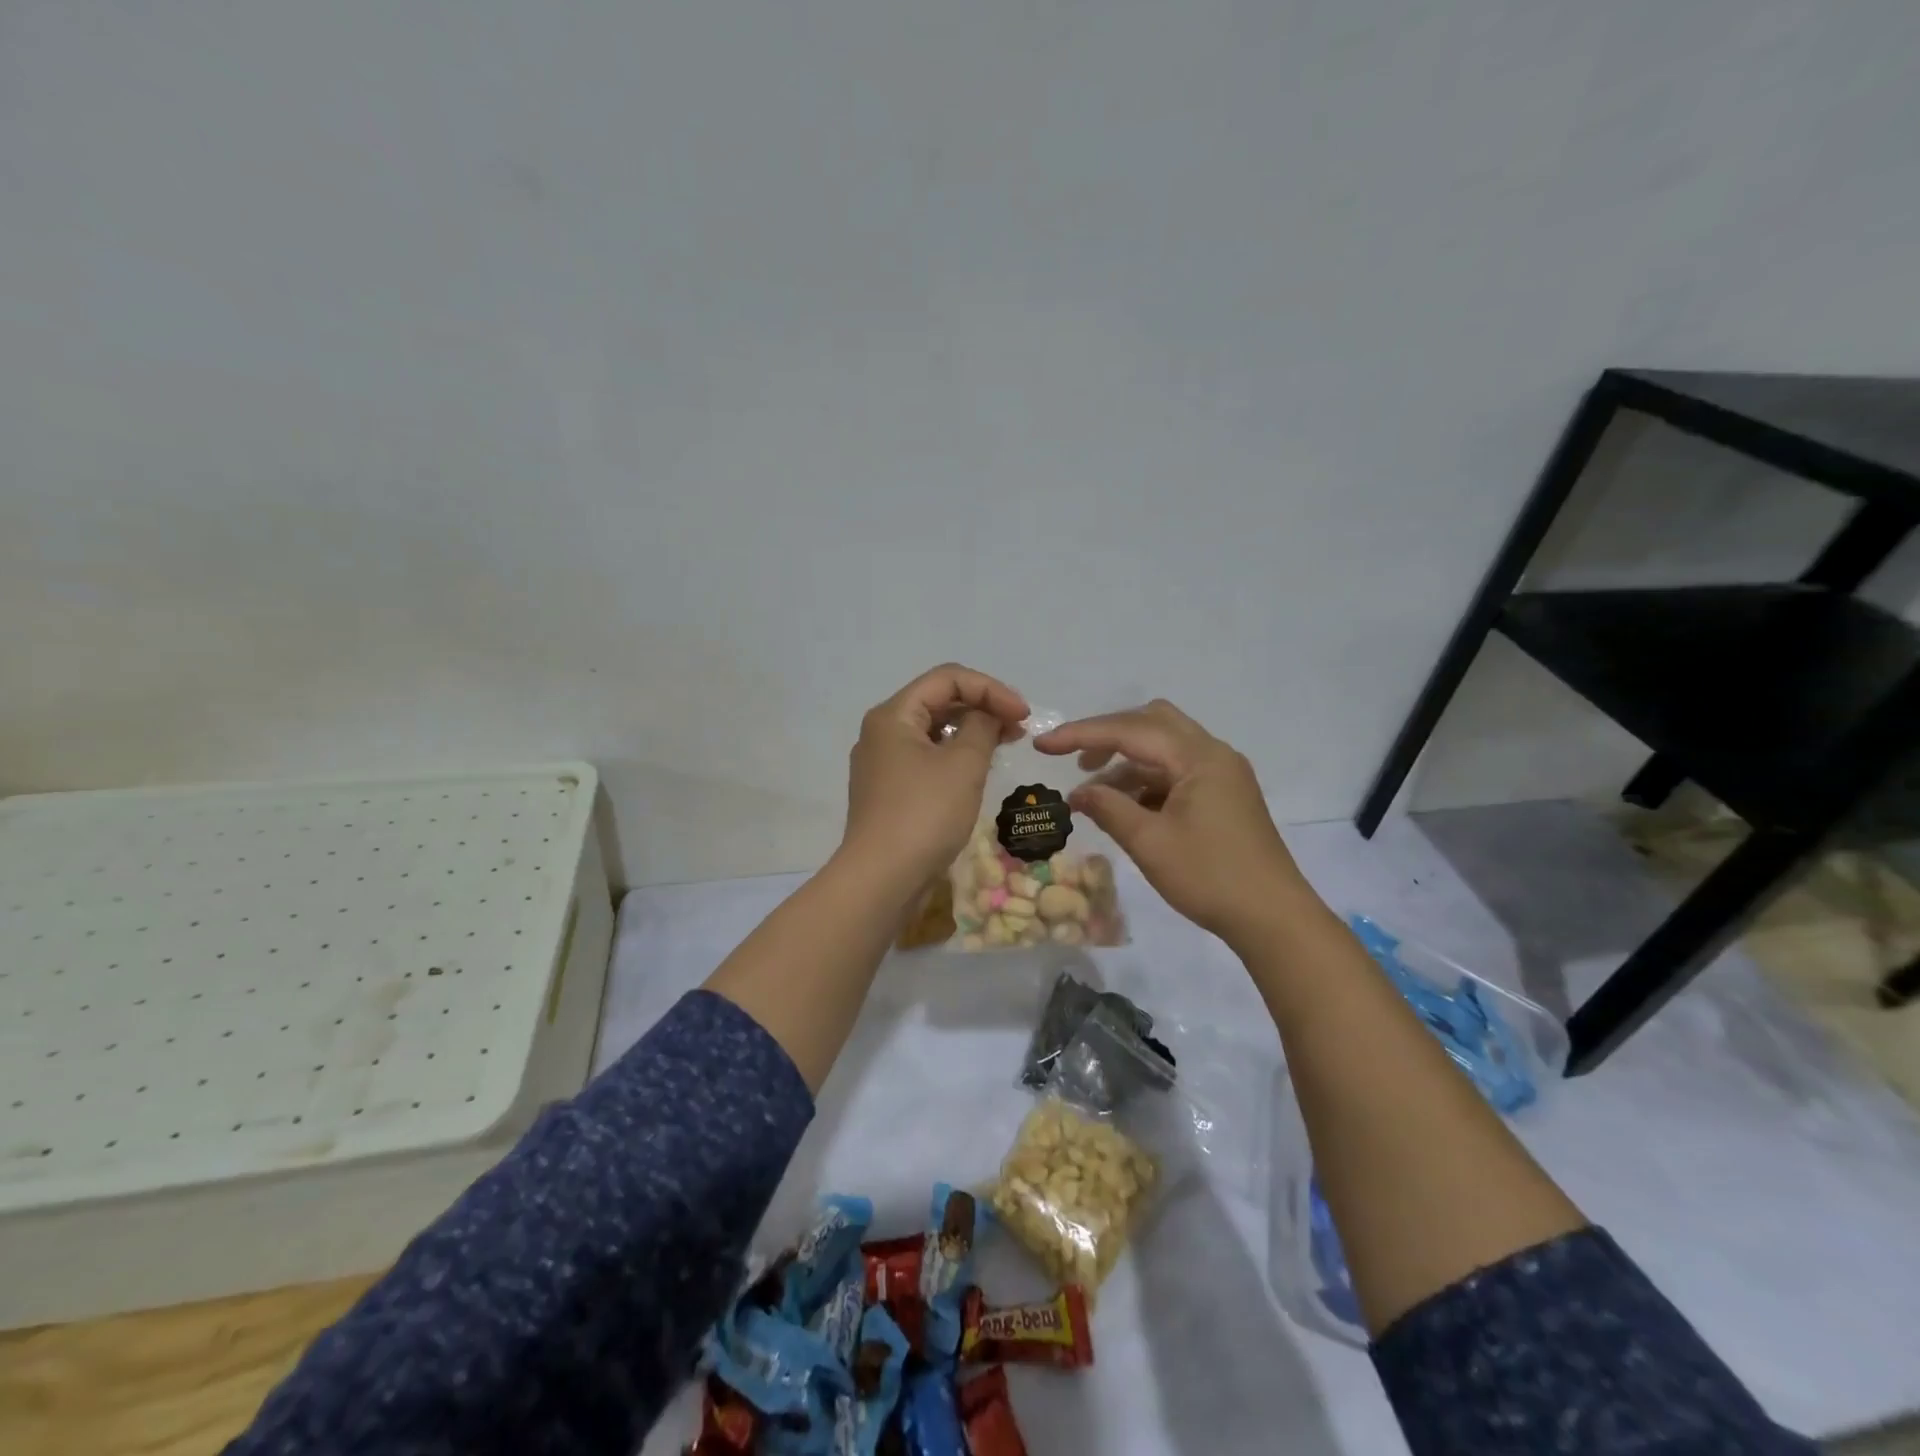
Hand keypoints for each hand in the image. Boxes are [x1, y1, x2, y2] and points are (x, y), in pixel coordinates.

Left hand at [841, 664, 1029, 892]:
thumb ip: (983, 728)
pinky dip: (956, 756)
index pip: (947, 678)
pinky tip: (979, 771)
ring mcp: (883, 763)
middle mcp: (882, 732)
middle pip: (938, 701)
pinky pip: (927, 758)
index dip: (991, 688)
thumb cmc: (924, 814)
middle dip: (982, 707)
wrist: (882, 879)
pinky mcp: (890, 791)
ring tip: (1006, 745)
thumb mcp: (963, 765)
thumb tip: (988, 716)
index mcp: (893, 715)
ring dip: (972, 732)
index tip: (1023, 715)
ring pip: (934, 731)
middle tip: (1019, 728)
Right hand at [1033, 700, 1313, 946]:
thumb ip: (1108, 809)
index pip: (1130, 730)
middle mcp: (1213, 753)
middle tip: (1077, 762)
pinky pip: (1177, 771)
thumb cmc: (1210, 877)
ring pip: (1165, 747)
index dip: (1081, 734)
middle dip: (1109, 736)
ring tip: (1095, 795)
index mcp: (1198, 757)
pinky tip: (1127, 807)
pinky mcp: (1224, 795)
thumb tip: (1077, 794)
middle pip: (1152, 722)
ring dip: (1127, 762)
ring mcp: (1222, 774)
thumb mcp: (1149, 843)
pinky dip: (1147, 780)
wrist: (1274, 918)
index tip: (1043, 745)